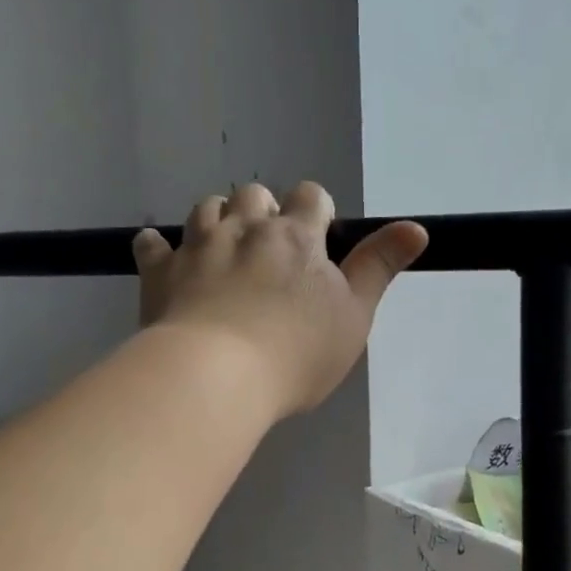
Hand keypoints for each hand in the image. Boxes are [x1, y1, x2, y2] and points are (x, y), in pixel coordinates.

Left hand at [133, 182, 427, 419]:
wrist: (216, 376)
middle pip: (254, 194)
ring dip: (219, 220)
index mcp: (296, 236)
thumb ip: (380, 267)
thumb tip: (417, 227)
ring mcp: (197, 246)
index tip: (319, 241)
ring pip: (207, 208)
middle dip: (264, 212)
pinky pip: (152, 244)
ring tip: (225, 250)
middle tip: (270, 252)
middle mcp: (245, 228)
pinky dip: (160, 247)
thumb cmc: (296, 352)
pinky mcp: (160, 272)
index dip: (317, 212)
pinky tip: (165, 258)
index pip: (311, 197)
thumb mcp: (354, 315)